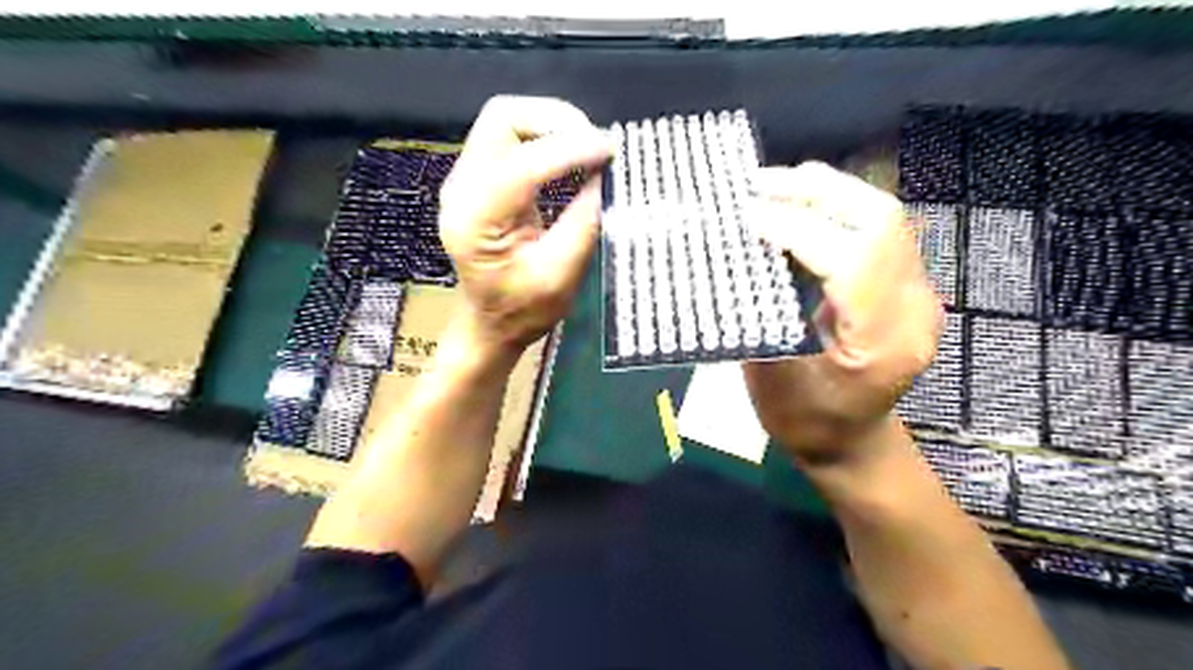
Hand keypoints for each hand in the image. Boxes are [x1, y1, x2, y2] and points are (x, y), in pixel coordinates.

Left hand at [438, 96, 610, 355]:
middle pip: (503, 119)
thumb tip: (604, 172)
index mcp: (476, 222)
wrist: (489, 323)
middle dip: (556, 121)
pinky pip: (509, 137)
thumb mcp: (561, 275)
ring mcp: (464, 179)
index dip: (570, 149)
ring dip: (551, 125)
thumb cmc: (523, 311)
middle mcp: (461, 190)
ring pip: (505, 120)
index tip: (610, 152)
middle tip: (596, 145)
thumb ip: (583, 222)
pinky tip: (568, 154)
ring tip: (587, 148)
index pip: (521, 164)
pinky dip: (544, 136)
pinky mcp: (477, 178)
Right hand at [743, 163, 940, 465]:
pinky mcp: (905, 287)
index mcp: (881, 342)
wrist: (853, 445)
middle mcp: (913, 309)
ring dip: (825, 193)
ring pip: (881, 217)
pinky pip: (874, 230)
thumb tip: (737, 259)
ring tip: (771, 187)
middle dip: (817, 192)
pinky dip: (832, 209)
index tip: (746, 216)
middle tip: (758, 185)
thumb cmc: (807, 424)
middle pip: (879, 221)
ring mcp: (917, 294)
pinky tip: (796, 207)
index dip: (797, 228)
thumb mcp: (773, 383)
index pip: (851, 261)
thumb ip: (761, 318)